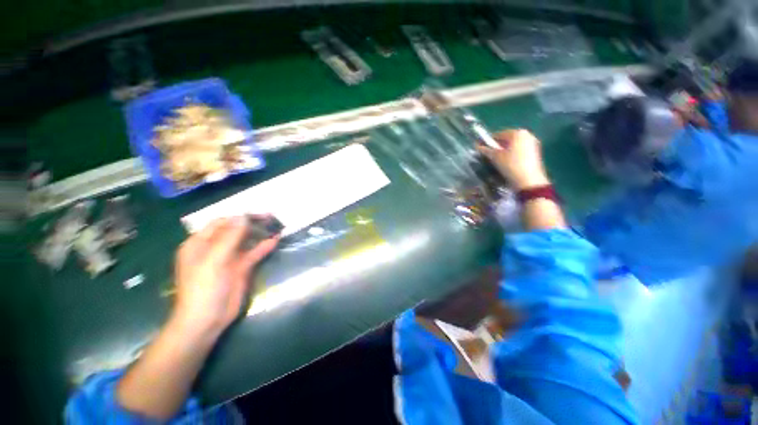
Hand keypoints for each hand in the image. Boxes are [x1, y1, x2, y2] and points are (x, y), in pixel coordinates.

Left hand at [172, 217, 278, 339]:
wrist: (207, 319)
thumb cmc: (204, 288)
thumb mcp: (214, 260)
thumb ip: (229, 237)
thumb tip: (243, 216)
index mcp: (200, 243)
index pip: (221, 223)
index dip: (239, 216)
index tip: (258, 213)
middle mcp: (214, 248)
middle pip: (236, 230)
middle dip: (252, 223)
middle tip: (272, 218)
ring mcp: (229, 258)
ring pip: (246, 241)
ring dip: (260, 234)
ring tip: (276, 225)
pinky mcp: (241, 268)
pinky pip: (253, 253)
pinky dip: (264, 247)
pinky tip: (275, 240)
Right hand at [477, 129, 549, 190]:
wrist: (529, 180)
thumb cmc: (511, 165)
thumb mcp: (495, 157)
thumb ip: (485, 150)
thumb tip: (477, 146)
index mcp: (517, 133)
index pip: (498, 134)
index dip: (487, 141)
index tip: (480, 148)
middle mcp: (527, 134)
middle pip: (507, 139)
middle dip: (497, 146)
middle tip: (488, 155)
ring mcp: (533, 143)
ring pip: (513, 145)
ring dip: (504, 151)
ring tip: (496, 160)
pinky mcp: (535, 152)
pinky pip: (519, 150)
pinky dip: (511, 154)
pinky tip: (506, 163)